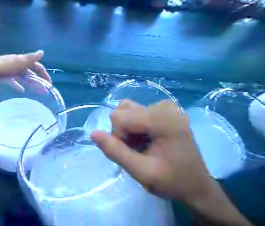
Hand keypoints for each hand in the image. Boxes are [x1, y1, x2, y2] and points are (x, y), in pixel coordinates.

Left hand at [0, 50, 50, 89]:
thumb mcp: (17, 63)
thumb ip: (30, 59)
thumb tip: (42, 52)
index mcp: (21, 60)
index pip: (36, 66)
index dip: (44, 73)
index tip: (49, 84)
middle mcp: (16, 65)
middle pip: (31, 72)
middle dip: (39, 81)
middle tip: (45, 91)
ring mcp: (9, 71)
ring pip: (23, 78)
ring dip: (31, 84)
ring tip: (37, 93)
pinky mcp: (3, 78)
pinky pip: (14, 82)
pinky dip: (19, 86)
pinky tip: (22, 91)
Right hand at [91, 100, 214, 203]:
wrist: (197, 185)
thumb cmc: (172, 181)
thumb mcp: (141, 172)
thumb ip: (115, 152)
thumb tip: (93, 133)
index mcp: (163, 120)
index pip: (119, 118)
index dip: (118, 137)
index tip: (132, 153)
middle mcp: (164, 106)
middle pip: (122, 112)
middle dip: (122, 133)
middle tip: (137, 150)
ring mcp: (165, 105)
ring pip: (126, 110)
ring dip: (126, 128)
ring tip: (140, 144)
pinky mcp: (164, 108)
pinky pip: (134, 111)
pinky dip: (133, 125)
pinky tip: (145, 138)